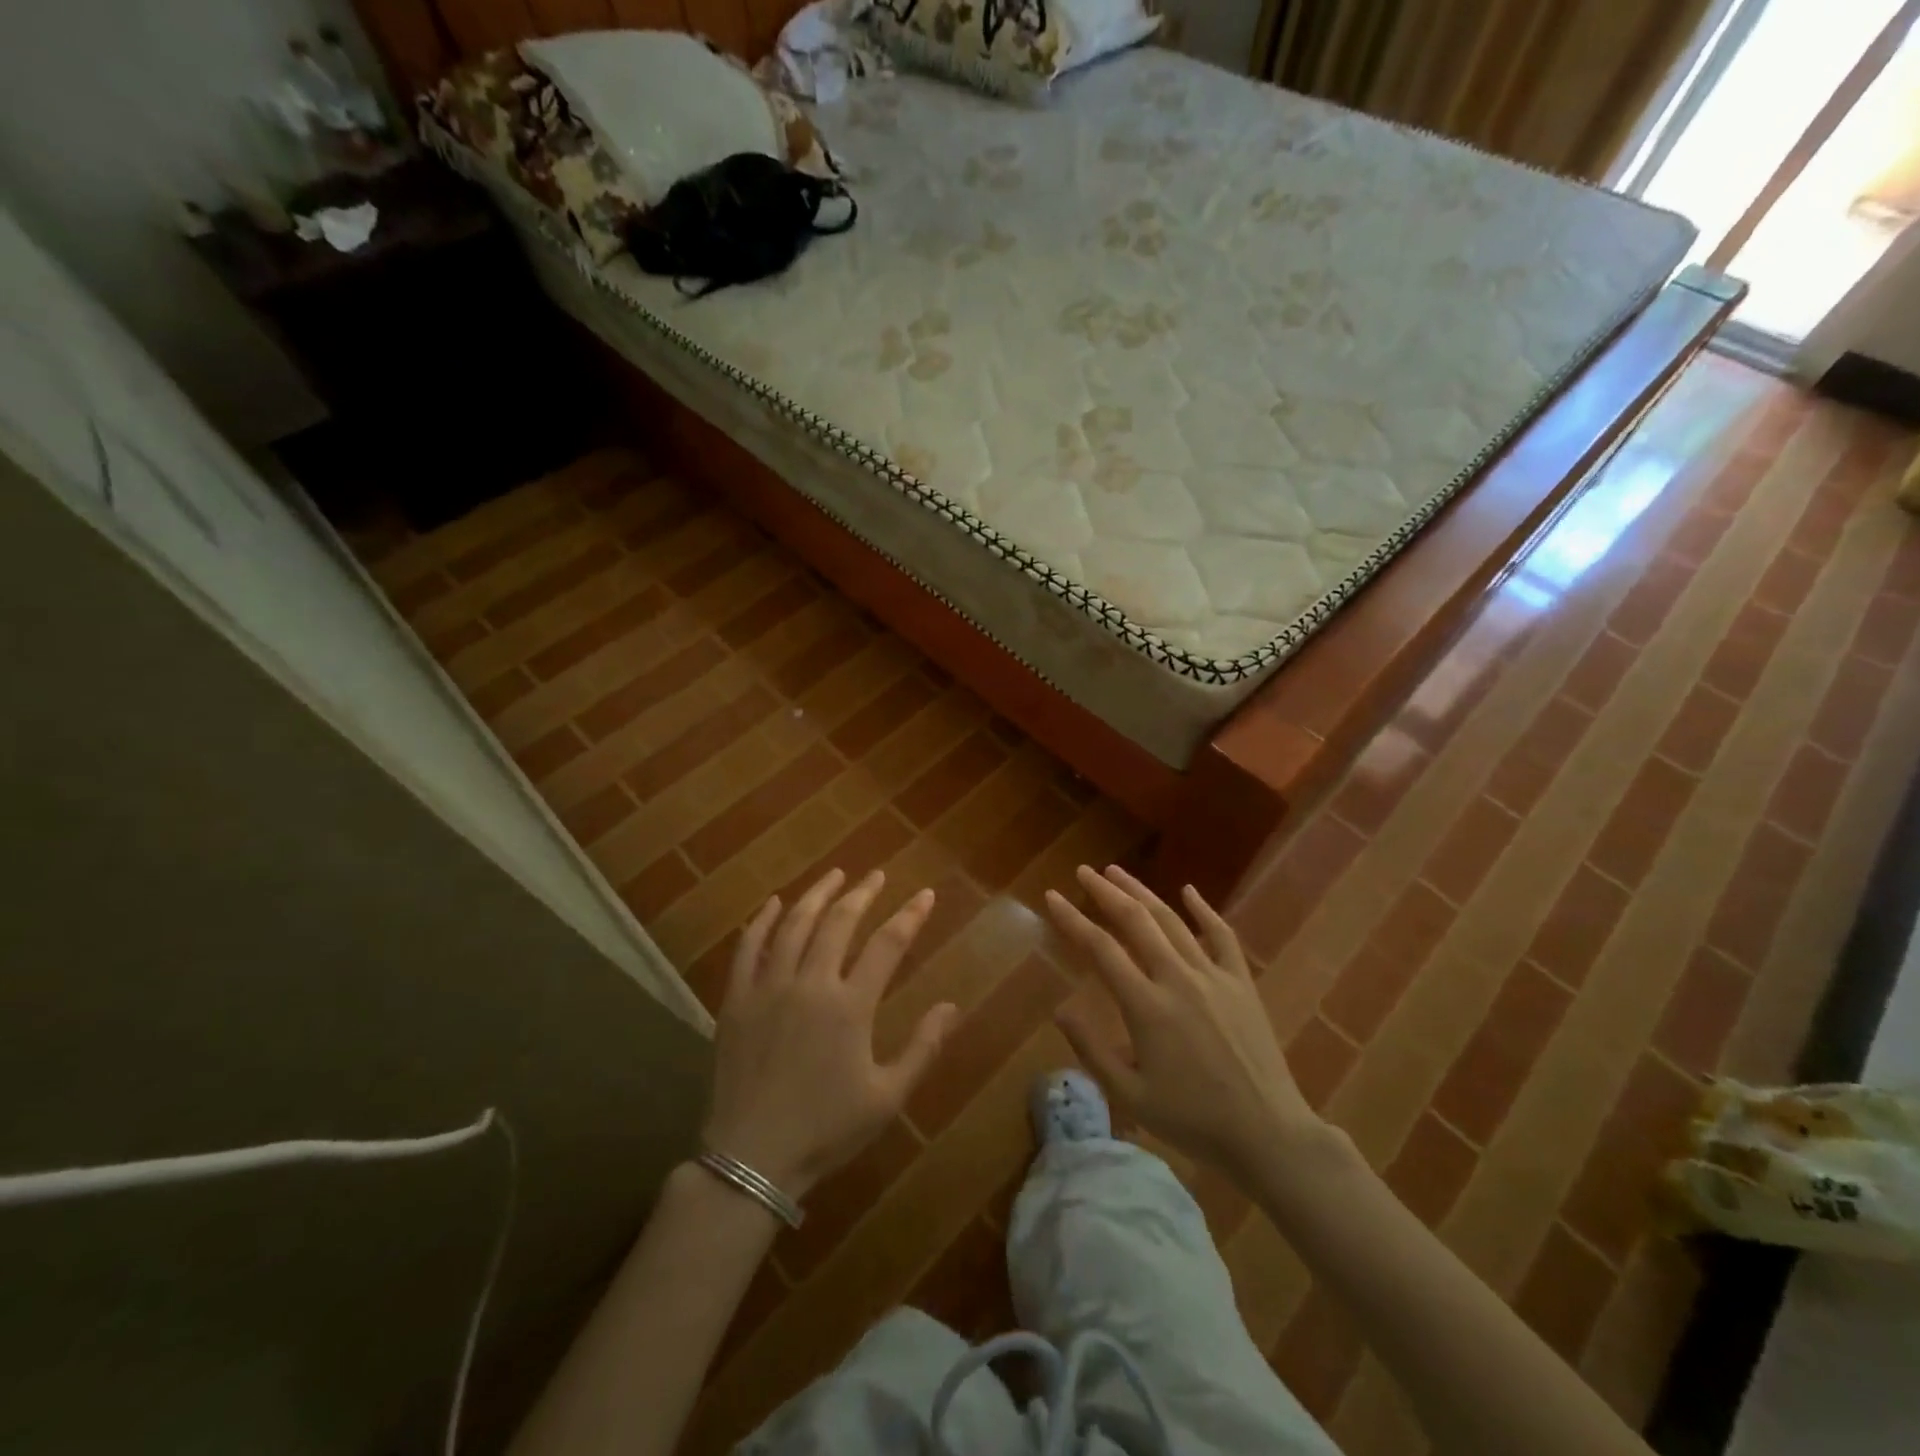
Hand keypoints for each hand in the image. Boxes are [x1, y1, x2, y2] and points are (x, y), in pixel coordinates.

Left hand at [702, 869, 956, 1200]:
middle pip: (839, 922)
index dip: (909, 916)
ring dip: (817, 895)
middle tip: (877, 876)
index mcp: (850, 1006)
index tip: (925, 894)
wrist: (751, 1159)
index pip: (887, 944)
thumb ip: (922, 1048)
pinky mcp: (737, 1000)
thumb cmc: (826, 1130)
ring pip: (794, 925)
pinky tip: (774, 904)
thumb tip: (951, 1006)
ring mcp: (769, 988)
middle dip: (862, 894)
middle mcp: (810, 984)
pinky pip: (748, 948)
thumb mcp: (887, 1097)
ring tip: (835, 875)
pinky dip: (762, 921)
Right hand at [1045, 865, 1320, 1181]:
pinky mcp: (1241, 982)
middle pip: (1135, 921)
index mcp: (1146, 1006)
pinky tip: (1189, 890)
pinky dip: (1204, 910)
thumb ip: (1092, 1050)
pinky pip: (1222, 935)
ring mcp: (1213, 976)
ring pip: (1172, 920)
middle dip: (1105, 892)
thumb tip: (1059, 1010)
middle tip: (1084, 872)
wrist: (1268, 1133)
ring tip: (1117, 872)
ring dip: (1142, 892)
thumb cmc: (1193, 1120)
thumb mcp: (1131, 1096)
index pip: (1100, 949)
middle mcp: (1177, 978)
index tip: (1052, 897)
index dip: (1072, 919)